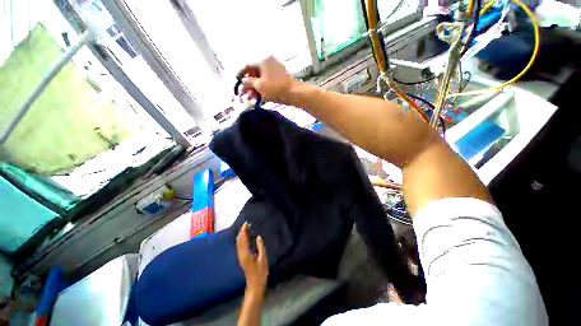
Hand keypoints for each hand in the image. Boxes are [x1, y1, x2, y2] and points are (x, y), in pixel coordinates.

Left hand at [236, 222, 268, 295]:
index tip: (246, 223)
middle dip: (242, 232)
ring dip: (242, 235)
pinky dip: (242, 240)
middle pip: (239, 240)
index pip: (243, 239)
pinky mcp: (242, 259)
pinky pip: (240, 246)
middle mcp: (241, 254)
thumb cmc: (260, 273)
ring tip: (248, 229)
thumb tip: (258, 236)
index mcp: (246, 253)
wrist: (254, 286)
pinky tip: (247, 238)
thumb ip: (261, 247)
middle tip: (248, 224)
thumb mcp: (263, 259)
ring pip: (239, 243)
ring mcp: (241, 257)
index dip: (244, 231)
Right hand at [237, 56, 294, 104]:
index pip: (248, 66)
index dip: (241, 74)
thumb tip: (243, 81)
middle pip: (255, 73)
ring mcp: (276, 70)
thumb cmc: (275, 89)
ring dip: (255, 88)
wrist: (294, 93)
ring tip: (250, 97)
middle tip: (244, 93)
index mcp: (263, 61)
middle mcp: (269, 62)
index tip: (237, 81)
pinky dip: (263, 88)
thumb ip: (249, 83)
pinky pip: (269, 81)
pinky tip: (259, 96)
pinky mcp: (281, 78)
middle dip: (249, 84)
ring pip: (262, 78)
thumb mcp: (259, 86)